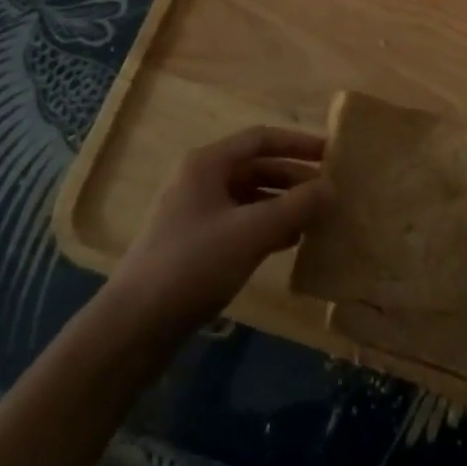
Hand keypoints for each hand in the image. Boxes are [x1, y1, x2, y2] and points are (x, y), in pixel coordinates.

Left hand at [104, 127, 330, 332]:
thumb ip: (296, 206)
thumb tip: (331, 188)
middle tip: (330, 192)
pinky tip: (291, 242)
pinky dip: (267, 226)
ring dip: (283, 204)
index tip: (332, 155)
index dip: (298, 143)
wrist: (135, 326)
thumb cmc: (194, 265)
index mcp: (207, 163)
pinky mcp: (195, 243)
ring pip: (250, 197)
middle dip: (294, 178)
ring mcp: (195, 212)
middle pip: (256, 167)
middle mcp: (200, 180)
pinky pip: (240, 222)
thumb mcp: (252, 231)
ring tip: (317, 219)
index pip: (261, 139)